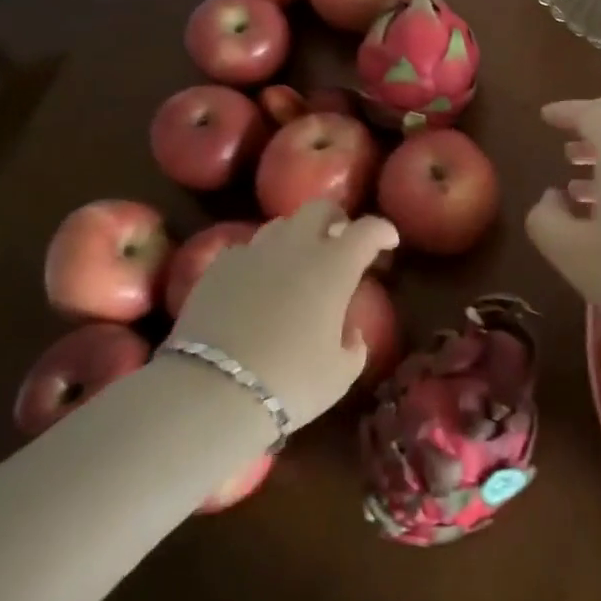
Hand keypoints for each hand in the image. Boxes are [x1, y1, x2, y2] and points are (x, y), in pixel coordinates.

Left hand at [165, 201, 397, 428]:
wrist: (212, 392)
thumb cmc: (290, 382)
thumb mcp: (340, 374)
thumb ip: (354, 345)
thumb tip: (350, 331)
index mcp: (334, 266)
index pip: (368, 229)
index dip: (382, 231)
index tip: (388, 242)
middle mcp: (296, 247)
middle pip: (320, 208)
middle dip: (336, 219)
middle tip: (341, 241)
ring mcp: (253, 252)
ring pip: (281, 224)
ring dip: (297, 236)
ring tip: (297, 262)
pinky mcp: (218, 267)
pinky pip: (247, 249)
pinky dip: (260, 259)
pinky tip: (257, 283)